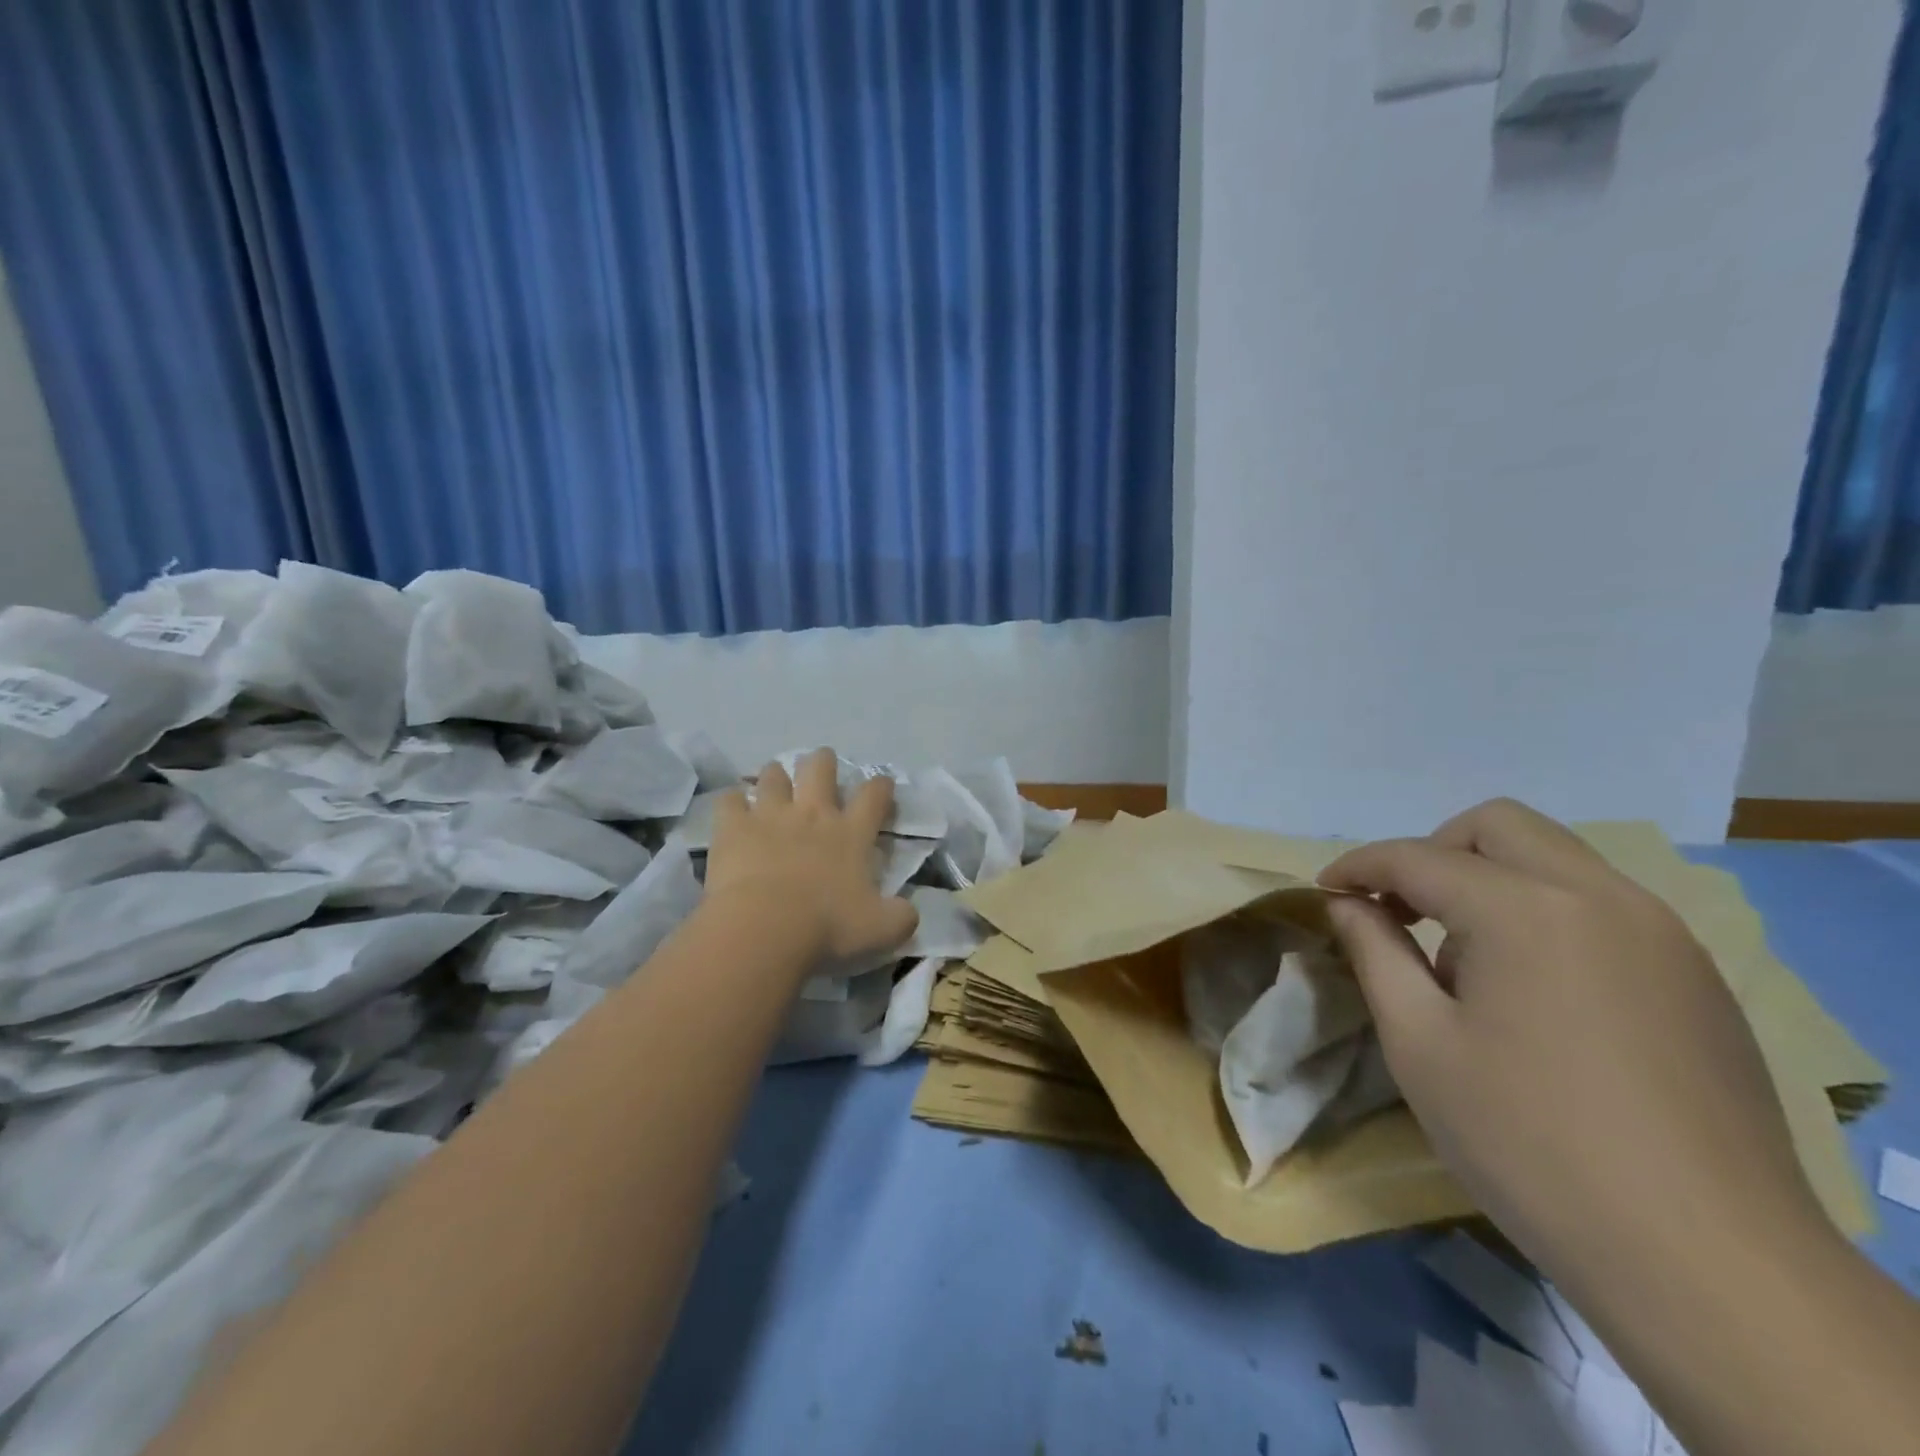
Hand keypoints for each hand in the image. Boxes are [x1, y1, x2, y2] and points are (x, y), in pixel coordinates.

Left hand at [704, 748, 917, 975]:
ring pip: (774, 775)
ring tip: (775, 784)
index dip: (880, 786)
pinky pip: (730, 800)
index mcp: (851, 834)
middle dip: (823, 762)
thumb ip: (901, 917)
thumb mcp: (880, 930)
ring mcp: (771, 815)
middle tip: (821, 768)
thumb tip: (910, 912)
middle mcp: (813, 814)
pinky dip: (733, 801)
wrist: (765, 928)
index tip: (882, 784)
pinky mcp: (734, 827)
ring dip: (776, 776)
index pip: (873, 796)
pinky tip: (733, 809)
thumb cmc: (827, 926)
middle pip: (820, 768)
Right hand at [1317, 799, 1826, 1293]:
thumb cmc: (1528, 1140)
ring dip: (1489, 879)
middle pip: (1497, 826)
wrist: (1706, 1261)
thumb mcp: (1419, 1042)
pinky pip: (1599, 904)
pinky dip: (1543, 911)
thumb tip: (1347, 904)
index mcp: (1525, 910)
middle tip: (1399, 909)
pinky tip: (1530, 988)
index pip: (1418, 857)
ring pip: (1554, 858)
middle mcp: (1600, 897)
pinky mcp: (1694, 975)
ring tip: (1463, 957)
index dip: (1359, 867)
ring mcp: (1660, 932)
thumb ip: (1375, 951)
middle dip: (1432, 852)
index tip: (1324, 891)